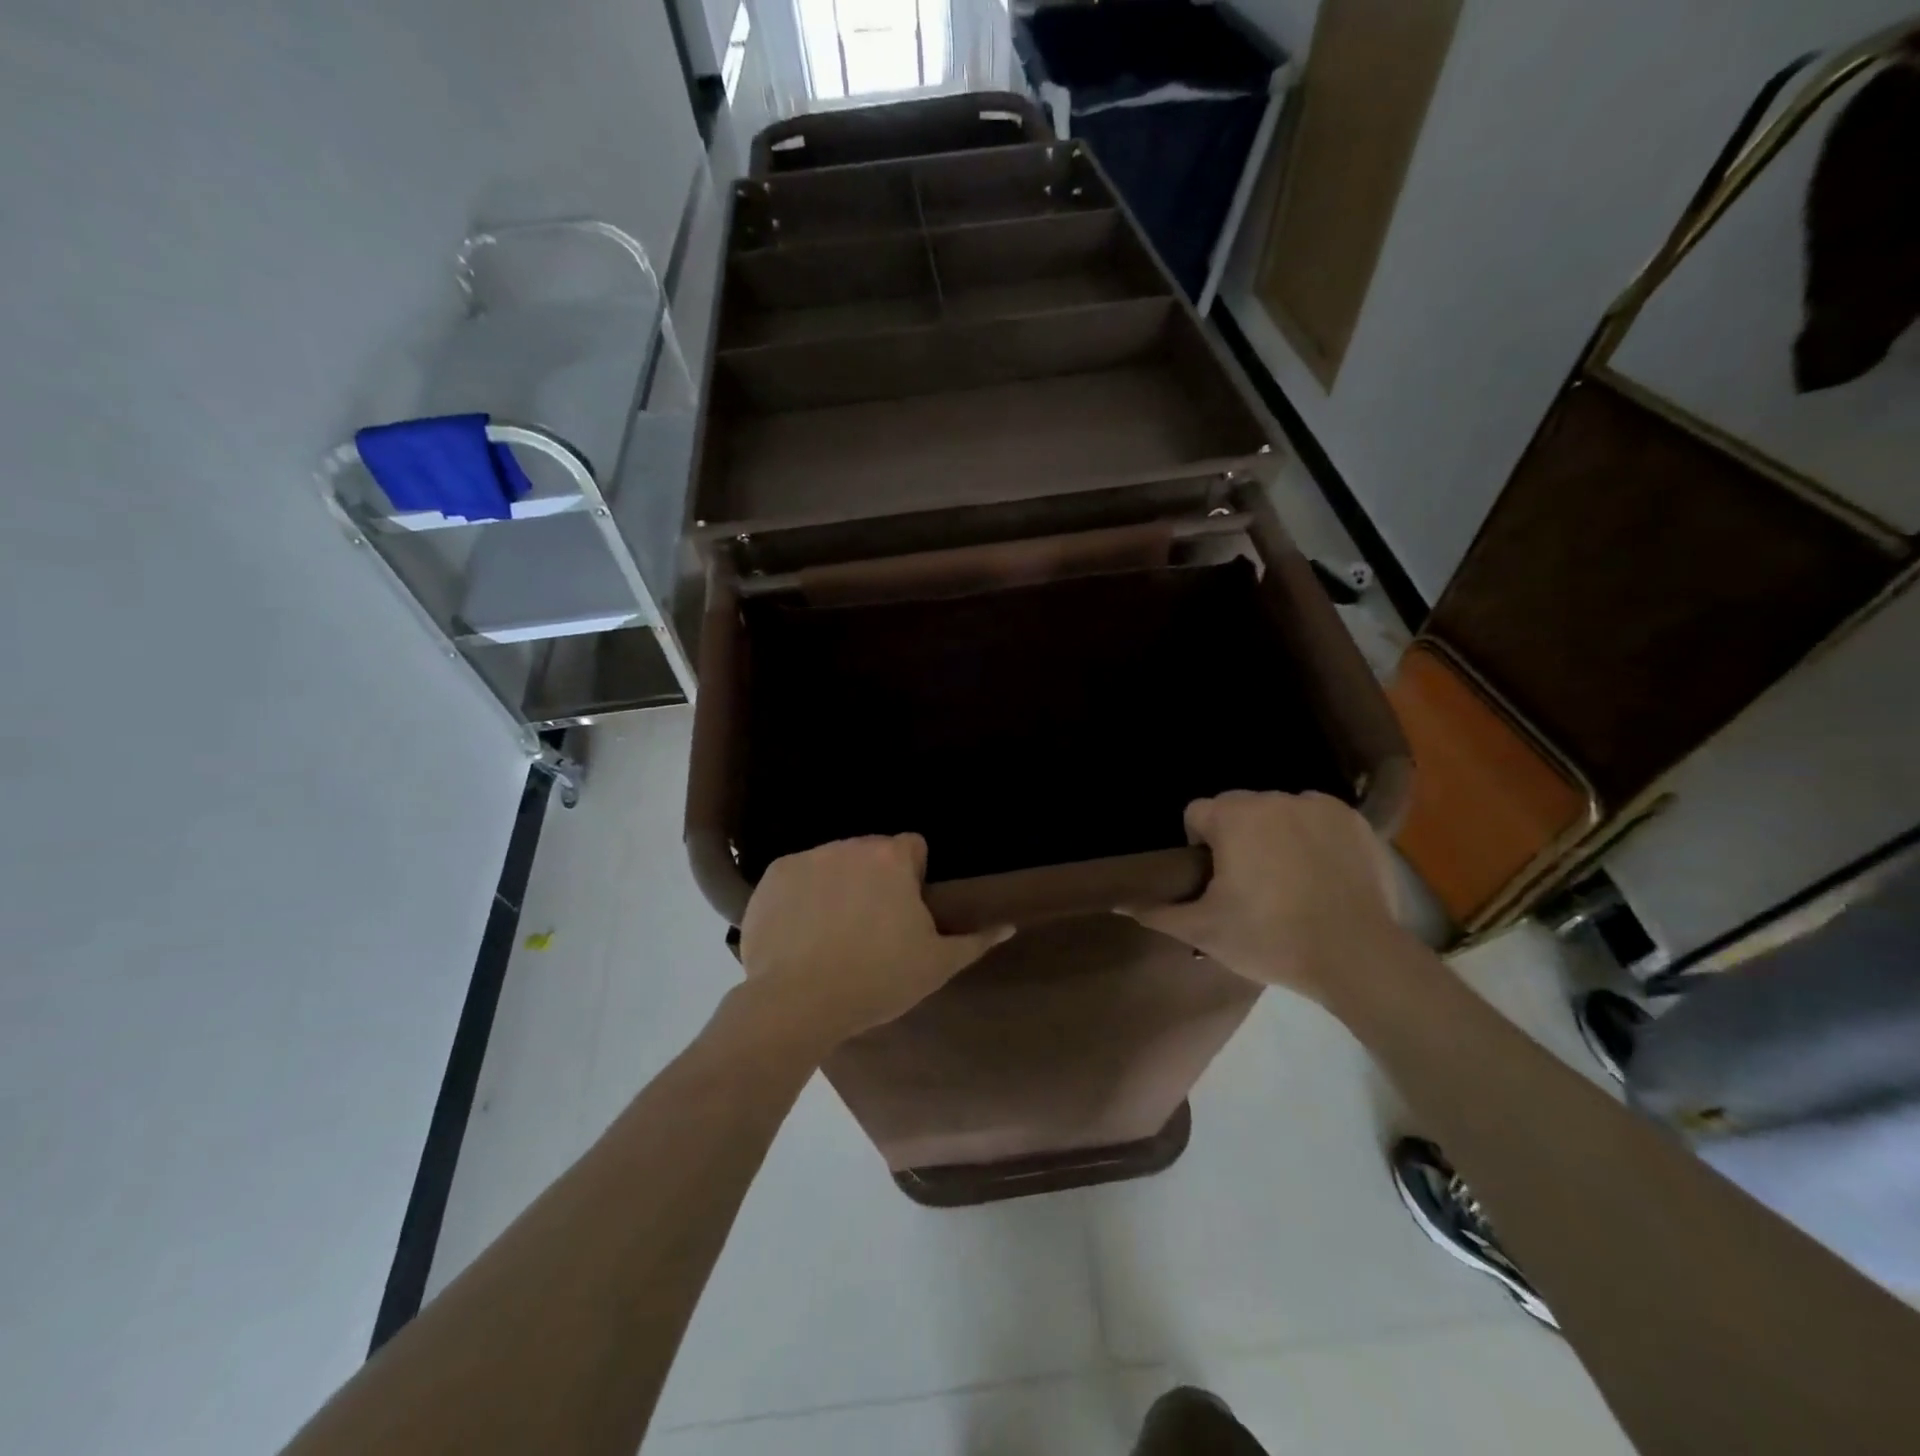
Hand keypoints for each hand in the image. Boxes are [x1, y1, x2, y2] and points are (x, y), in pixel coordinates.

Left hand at [738, 834, 1010, 1048]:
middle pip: (871, 853)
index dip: (914, 876)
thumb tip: (1008, 925)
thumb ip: (975, 940)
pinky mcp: (772, 876)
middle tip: (872, 926)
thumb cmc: (875, 980)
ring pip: (833, 863)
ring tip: (833, 933)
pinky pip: (797, 877)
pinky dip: (802, 896)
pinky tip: (801, 932)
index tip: (906, 910)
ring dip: (839, 884)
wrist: (795, 1004)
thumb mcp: (935, 966)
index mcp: (891, 859)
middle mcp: (849, 846)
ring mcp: (807, 858)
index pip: (913, 847)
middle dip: (875, 879)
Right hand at [1127, 791, 1398, 1002]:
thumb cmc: (1271, 939)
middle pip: (1238, 809)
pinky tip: (1321, 873)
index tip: (1214, 881)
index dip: (1198, 846)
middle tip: (1249, 885)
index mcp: (1233, 817)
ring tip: (1289, 881)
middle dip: (1237, 838)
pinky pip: (1318, 819)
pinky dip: (1313, 837)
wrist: (1358, 957)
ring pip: (1278, 812)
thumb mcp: (1205, 932)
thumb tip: (1118, 903)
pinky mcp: (1355, 821)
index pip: (1197, 814)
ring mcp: (1319, 806)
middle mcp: (1274, 798)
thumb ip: (1158, 912)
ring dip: (1274, 835)